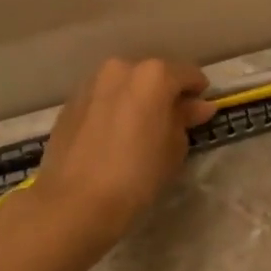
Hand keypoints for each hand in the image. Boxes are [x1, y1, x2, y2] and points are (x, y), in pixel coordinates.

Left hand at [32, 57, 216, 245]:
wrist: (76, 201)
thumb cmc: (138, 174)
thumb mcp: (175, 148)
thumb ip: (185, 119)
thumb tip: (197, 106)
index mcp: (154, 75)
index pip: (188, 74)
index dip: (198, 92)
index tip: (200, 112)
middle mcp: (121, 69)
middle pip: (153, 75)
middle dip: (164, 93)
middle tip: (170, 122)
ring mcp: (91, 83)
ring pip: (124, 85)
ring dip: (136, 99)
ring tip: (140, 129)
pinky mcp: (70, 103)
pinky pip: (102, 99)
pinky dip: (113, 109)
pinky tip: (114, 136)